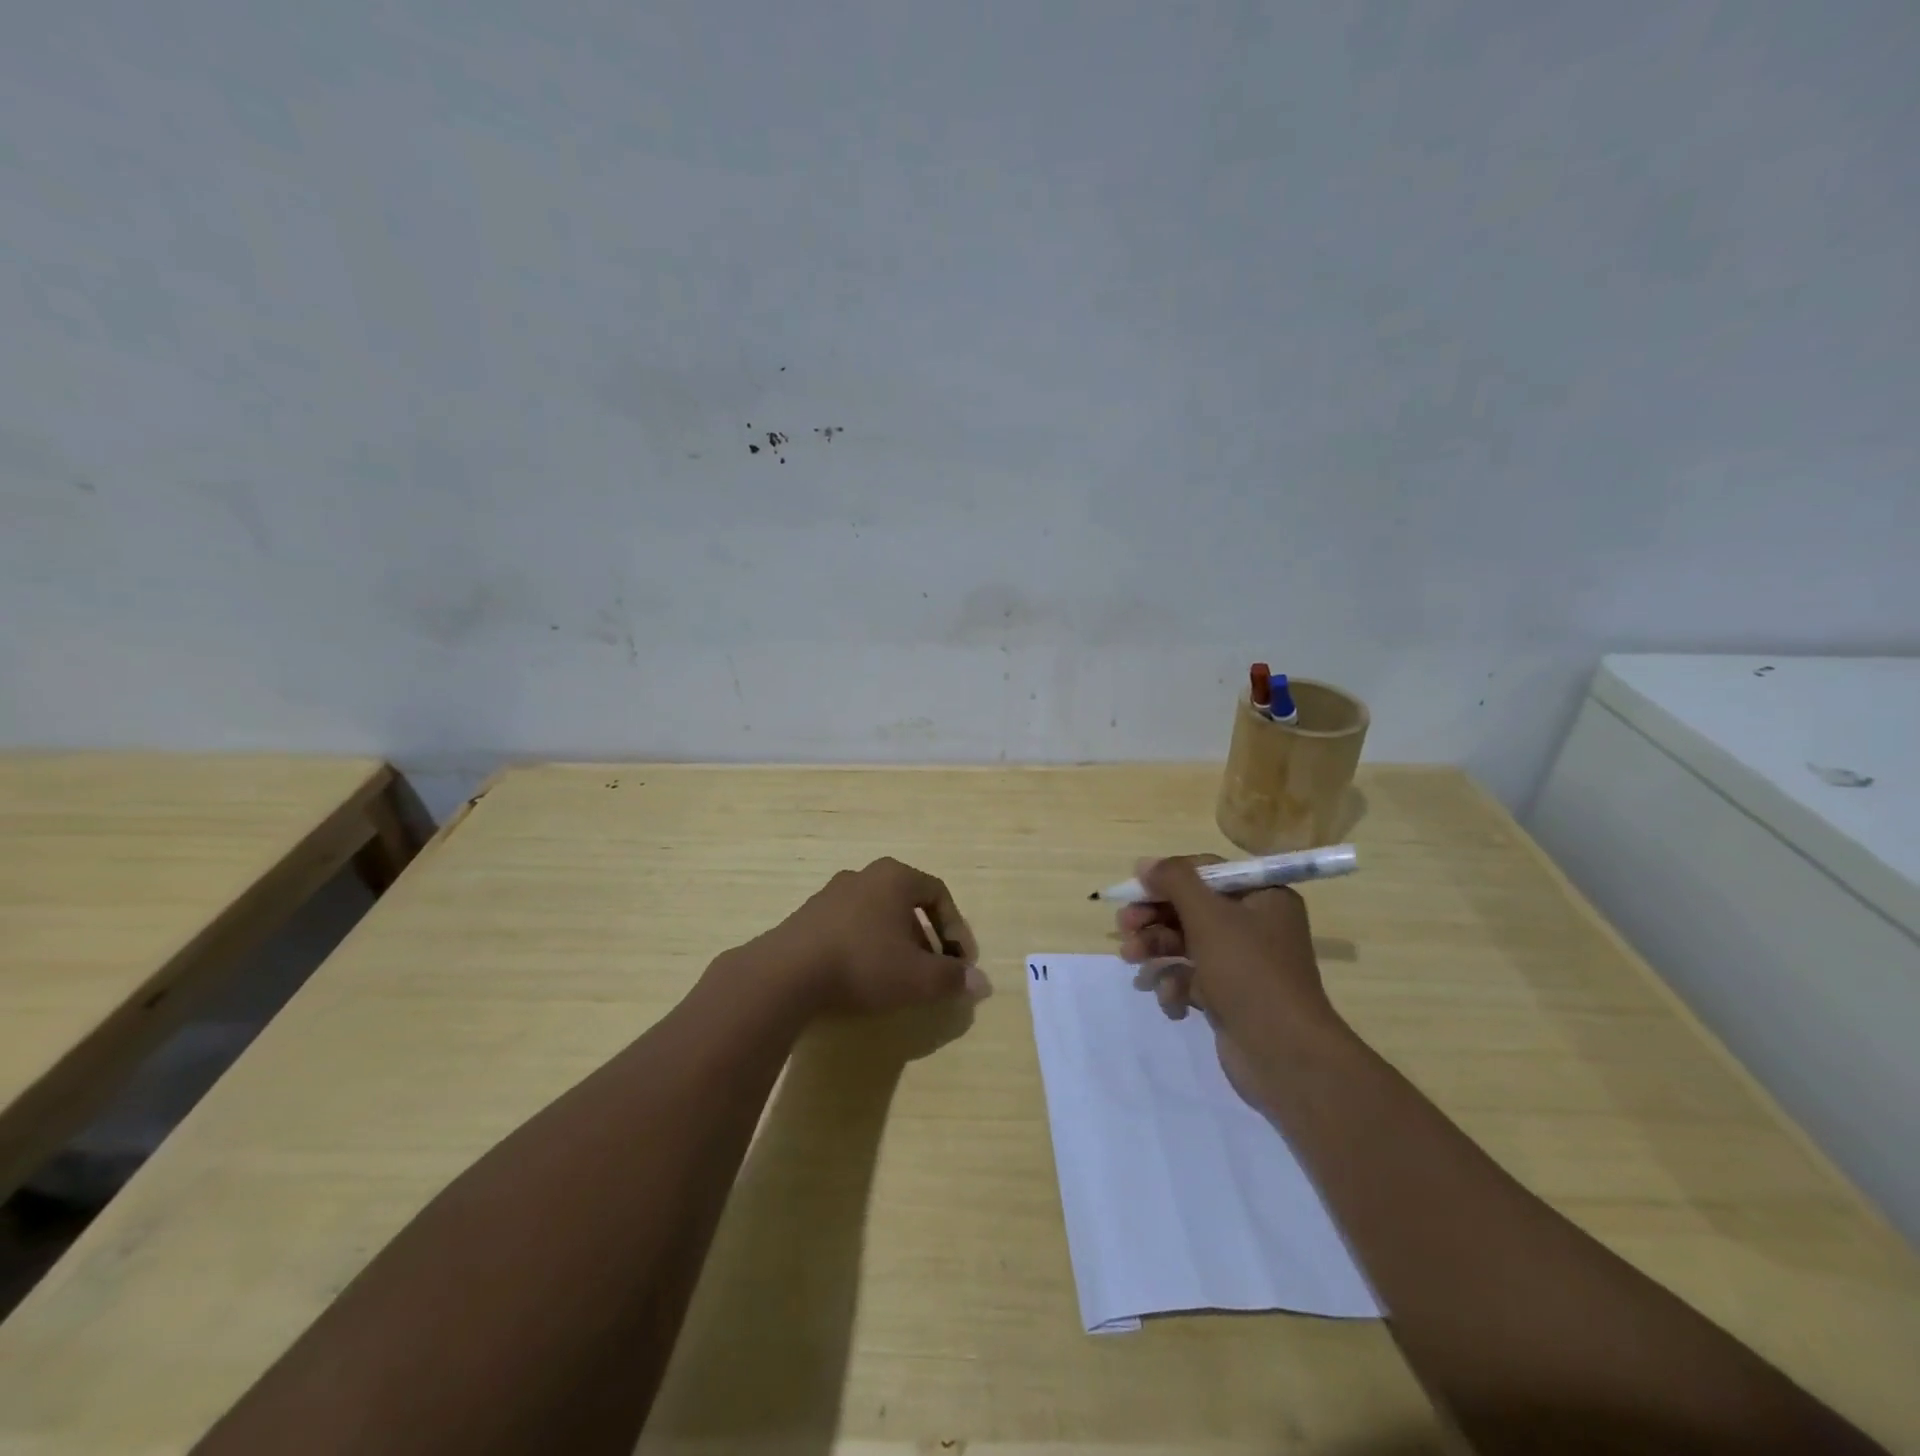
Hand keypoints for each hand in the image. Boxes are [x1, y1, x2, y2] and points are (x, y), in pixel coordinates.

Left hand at [761, 857, 985, 1015]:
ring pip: (877, 916)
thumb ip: (953, 978)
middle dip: (926, 939)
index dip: (957, 929)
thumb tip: (982, 983)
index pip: (938, 894)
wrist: (786, 975)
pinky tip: (862, 978)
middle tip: (933, 971)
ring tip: (899, 979)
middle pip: (907, 904)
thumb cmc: (864, 964)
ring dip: (895, 944)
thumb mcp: (918, 977)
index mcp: (894, 877)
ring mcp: (831, 894)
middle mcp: (863, 876)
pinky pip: (850, 927)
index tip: (962, 963)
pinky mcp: (807, 917)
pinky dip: (866, 947)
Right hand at [1117, 854, 1341, 1105]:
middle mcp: (1255, 925)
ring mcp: (1242, 964)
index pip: (1206, 873)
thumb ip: (1174, 881)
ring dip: (1155, 949)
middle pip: (1191, 909)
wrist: (1284, 1055)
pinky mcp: (1229, 997)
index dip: (1167, 878)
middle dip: (1153, 917)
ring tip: (1130, 959)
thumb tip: (1145, 863)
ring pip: (1186, 944)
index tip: (1134, 889)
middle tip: (1124, 927)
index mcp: (1262, 897)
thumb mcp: (1209, 916)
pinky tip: (1171, 999)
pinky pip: (1192, 979)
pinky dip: (1175, 985)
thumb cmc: (1248, 972)